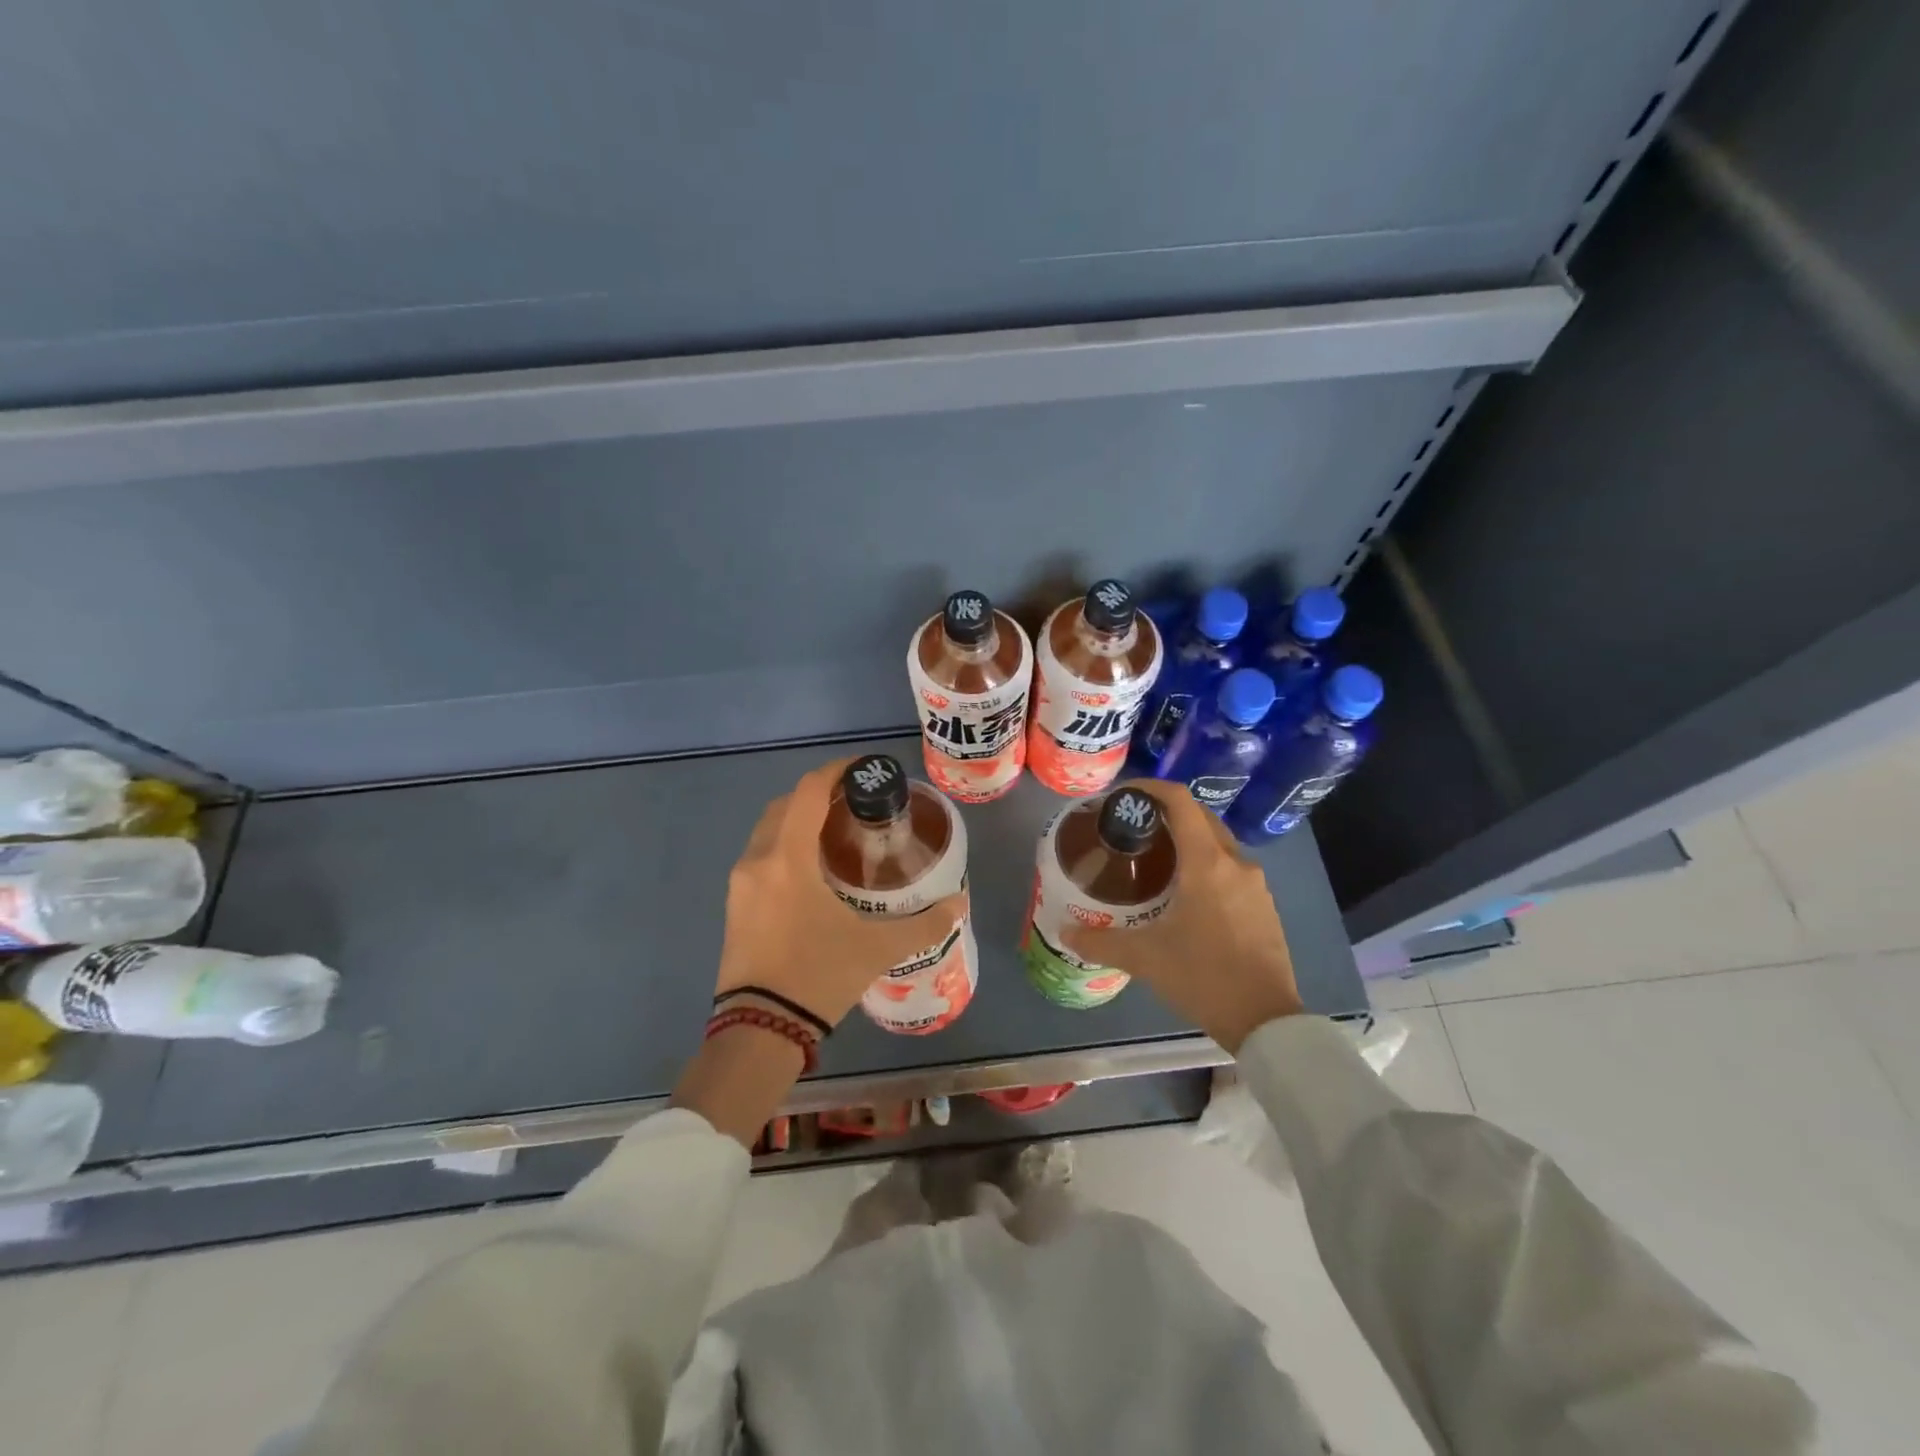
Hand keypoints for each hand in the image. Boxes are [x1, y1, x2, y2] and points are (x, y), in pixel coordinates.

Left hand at [714, 757, 966, 1028]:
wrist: (759, 1030)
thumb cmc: (818, 976)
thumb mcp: (877, 948)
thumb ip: (924, 923)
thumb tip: (959, 904)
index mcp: (787, 858)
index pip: (809, 791)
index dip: (836, 772)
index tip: (864, 769)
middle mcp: (757, 860)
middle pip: (785, 804)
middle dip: (819, 794)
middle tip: (856, 802)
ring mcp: (740, 884)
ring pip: (769, 829)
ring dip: (799, 819)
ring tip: (838, 832)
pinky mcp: (734, 905)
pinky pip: (761, 855)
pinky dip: (785, 844)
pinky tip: (813, 868)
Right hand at [1062, 782, 1303, 1050]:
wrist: (1265, 1021)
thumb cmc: (1203, 976)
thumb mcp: (1144, 958)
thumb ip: (1099, 941)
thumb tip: (1064, 932)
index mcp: (1207, 863)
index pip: (1180, 801)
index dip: (1151, 788)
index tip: (1124, 796)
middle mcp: (1235, 863)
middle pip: (1201, 817)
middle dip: (1167, 813)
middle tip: (1133, 827)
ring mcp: (1255, 885)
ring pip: (1218, 844)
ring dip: (1189, 840)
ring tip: (1155, 859)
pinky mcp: (1264, 907)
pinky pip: (1231, 869)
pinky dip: (1206, 865)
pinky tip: (1186, 894)